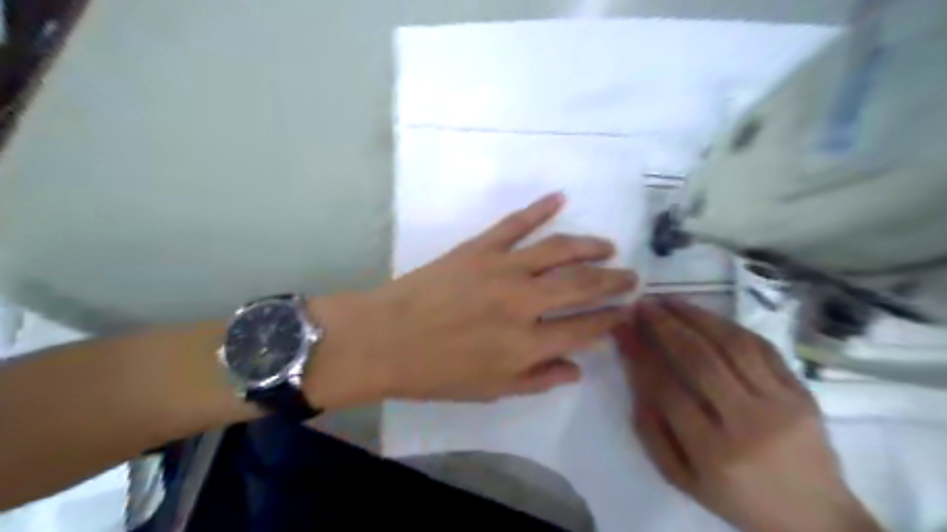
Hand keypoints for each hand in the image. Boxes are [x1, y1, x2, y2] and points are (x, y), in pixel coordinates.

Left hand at [303, 192, 635, 405]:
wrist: (384, 338)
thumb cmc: (435, 372)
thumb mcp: (490, 390)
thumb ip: (538, 380)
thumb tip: (578, 368)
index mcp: (526, 345)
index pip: (584, 328)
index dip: (610, 319)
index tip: (626, 312)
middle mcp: (523, 303)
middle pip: (581, 286)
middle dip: (613, 281)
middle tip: (631, 276)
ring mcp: (502, 269)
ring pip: (559, 249)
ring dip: (589, 246)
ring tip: (608, 246)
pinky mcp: (479, 247)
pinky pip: (515, 223)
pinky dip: (539, 208)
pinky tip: (559, 198)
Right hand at [611, 297, 885, 530]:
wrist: (816, 517)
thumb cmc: (737, 498)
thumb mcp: (681, 478)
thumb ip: (651, 430)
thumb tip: (636, 376)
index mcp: (713, 452)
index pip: (666, 388)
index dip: (640, 353)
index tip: (622, 328)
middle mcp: (749, 423)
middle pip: (699, 360)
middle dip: (665, 326)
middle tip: (643, 305)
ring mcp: (781, 403)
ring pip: (732, 345)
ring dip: (696, 316)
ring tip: (670, 300)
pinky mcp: (802, 392)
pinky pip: (762, 347)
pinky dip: (729, 326)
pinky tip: (707, 315)